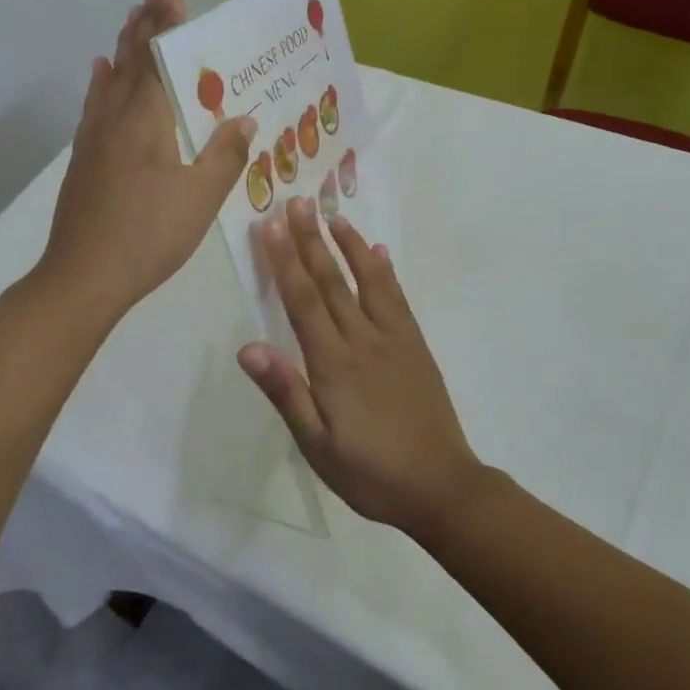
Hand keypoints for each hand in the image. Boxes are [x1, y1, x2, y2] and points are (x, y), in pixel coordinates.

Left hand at [39, 0, 255, 323]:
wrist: (83, 277)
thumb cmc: (148, 236)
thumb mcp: (200, 200)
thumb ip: (224, 155)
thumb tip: (246, 119)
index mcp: (145, 122)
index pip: (155, 60)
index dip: (164, 25)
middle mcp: (114, 120)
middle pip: (128, 62)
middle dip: (143, 25)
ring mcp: (93, 139)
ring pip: (109, 80)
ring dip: (123, 47)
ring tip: (132, 21)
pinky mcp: (83, 159)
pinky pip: (94, 106)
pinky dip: (100, 82)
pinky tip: (100, 72)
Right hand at [237, 198, 482, 534]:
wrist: (441, 487)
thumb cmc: (370, 473)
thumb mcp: (317, 445)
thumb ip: (285, 393)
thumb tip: (247, 347)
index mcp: (334, 363)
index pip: (303, 301)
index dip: (285, 261)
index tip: (271, 225)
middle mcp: (363, 340)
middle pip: (332, 281)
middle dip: (311, 240)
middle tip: (297, 202)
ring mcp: (394, 339)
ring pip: (368, 280)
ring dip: (349, 245)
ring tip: (334, 215)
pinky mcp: (416, 345)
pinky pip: (398, 298)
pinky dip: (385, 271)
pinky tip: (379, 253)